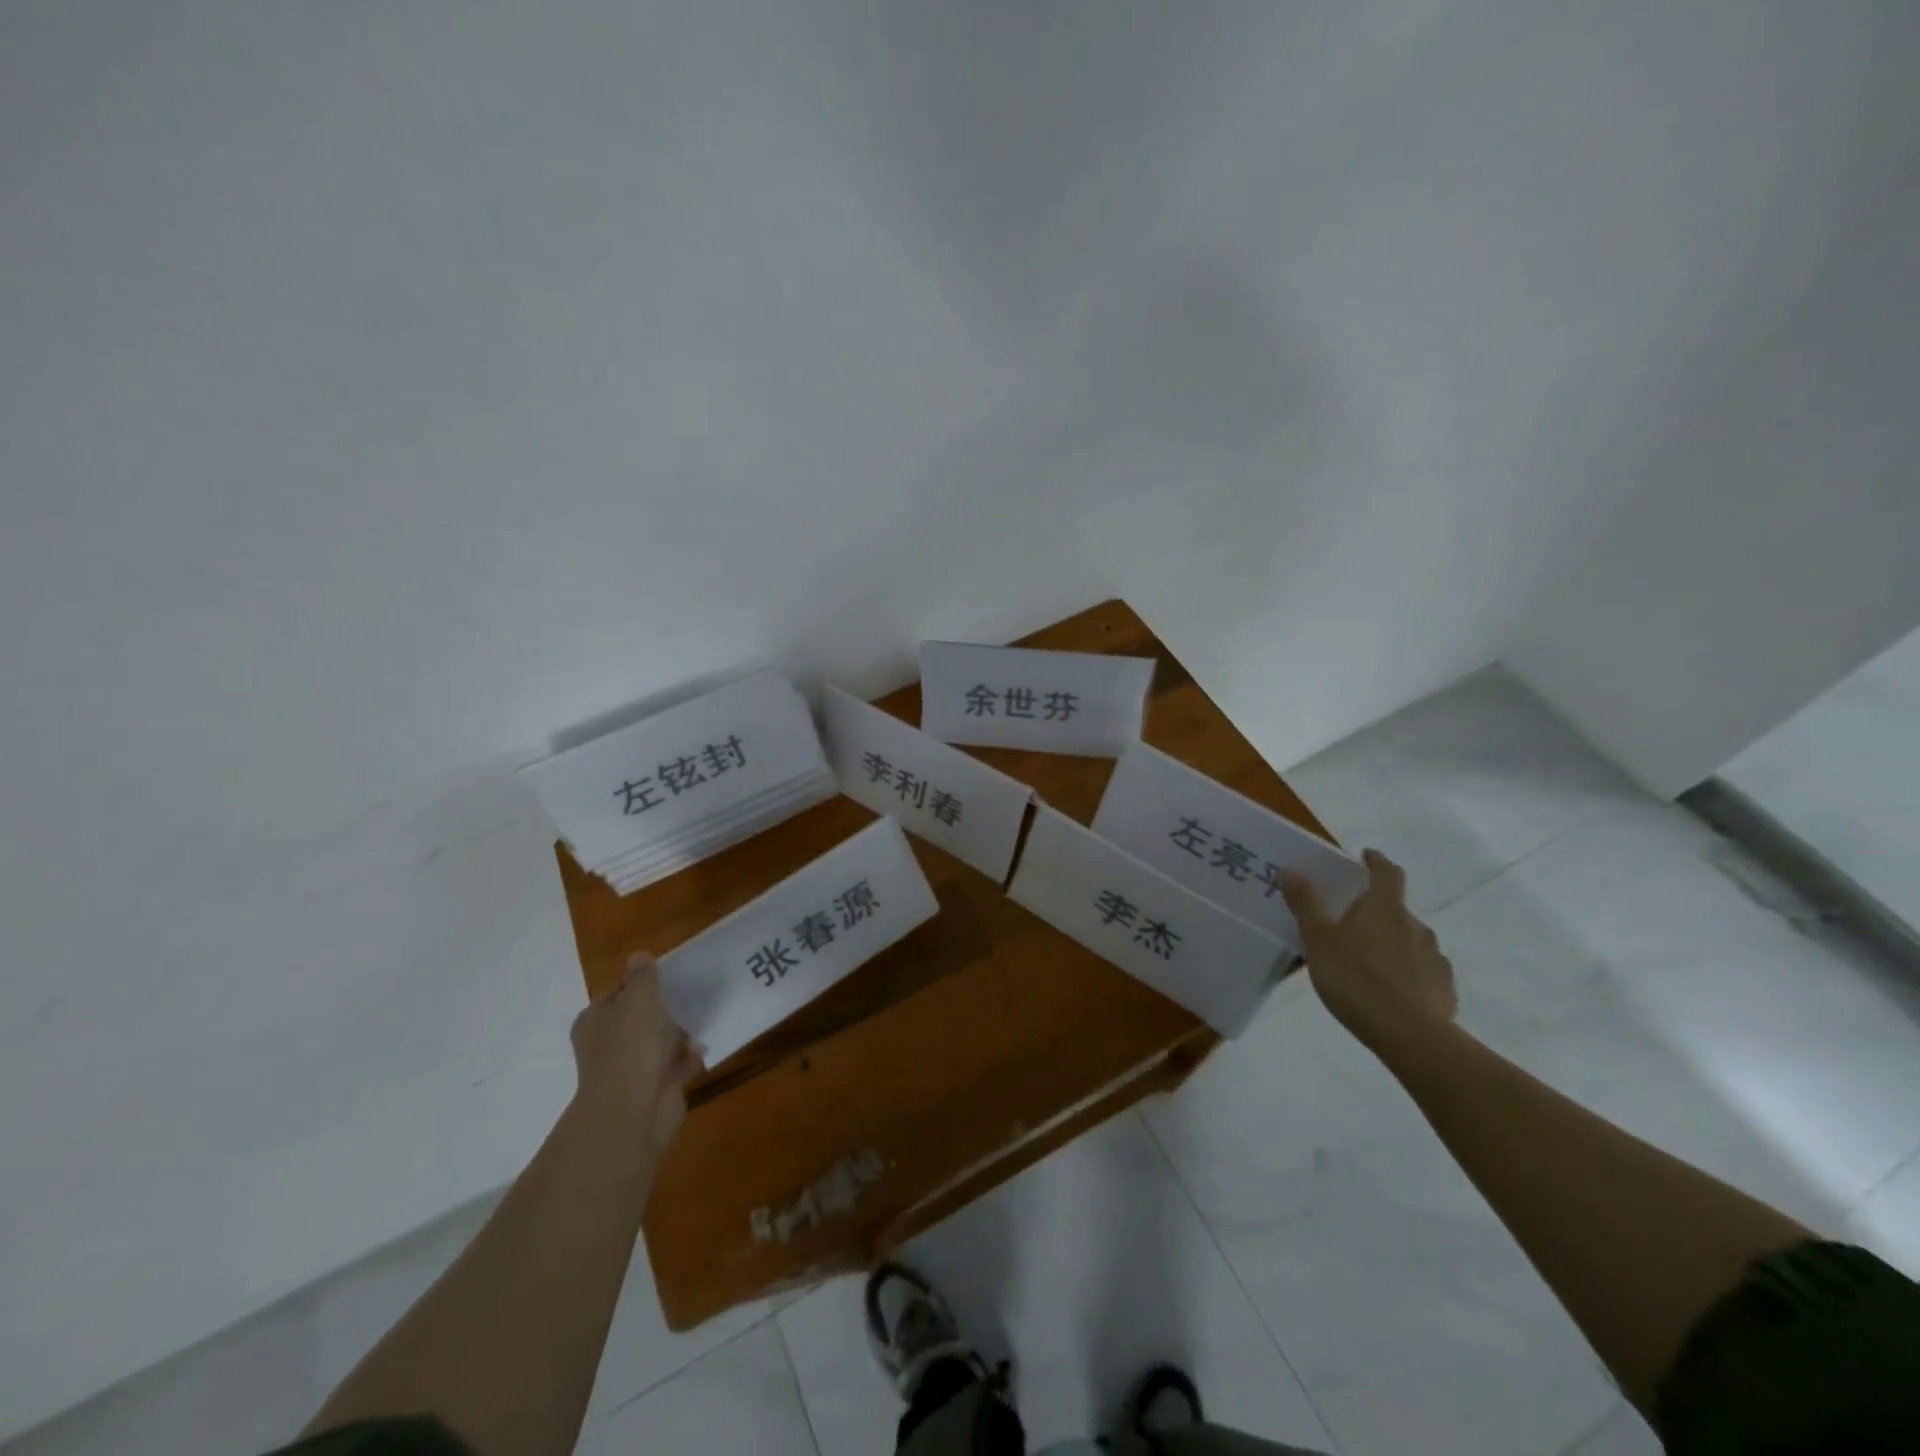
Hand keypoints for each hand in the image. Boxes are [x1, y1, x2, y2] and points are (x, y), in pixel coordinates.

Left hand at [569, 955, 704, 1156]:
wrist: (634, 1109)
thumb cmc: (632, 1045)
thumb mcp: (639, 998)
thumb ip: (642, 977)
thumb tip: (638, 956)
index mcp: (595, 1021)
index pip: (616, 994)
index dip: (639, 984)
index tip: (665, 978)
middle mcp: (607, 1044)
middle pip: (639, 1019)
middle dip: (664, 1011)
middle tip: (688, 998)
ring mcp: (629, 1069)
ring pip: (658, 1044)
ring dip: (679, 1036)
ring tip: (699, 1024)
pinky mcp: (652, 1089)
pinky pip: (674, 1066)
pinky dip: (687, 1060)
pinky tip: (700, 1052)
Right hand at [1281, 849, 1456, 1055]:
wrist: (1409, 1035)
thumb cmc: (1355, 979)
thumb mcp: (1318, 941)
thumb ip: (1306, 905)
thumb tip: (1293, 869)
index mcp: (1384, 908)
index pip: (1387, 873)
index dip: (1376, 862)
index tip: (1366, 856)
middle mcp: (1415, 925)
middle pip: (1395, 909)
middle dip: (1376, 912)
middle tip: (1351, 925)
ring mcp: (1434, 957)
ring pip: (1410, 941)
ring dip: (1391, 944)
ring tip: (1368, 963)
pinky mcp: (1444, 988)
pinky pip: (1422, 971)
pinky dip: (1407, 973)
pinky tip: (1391, 991)